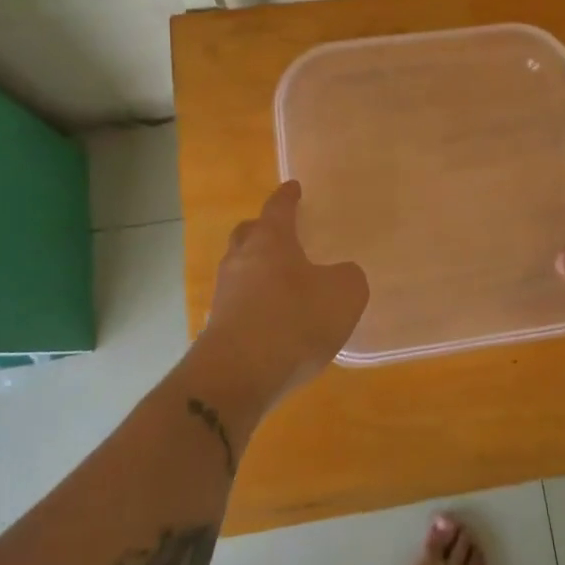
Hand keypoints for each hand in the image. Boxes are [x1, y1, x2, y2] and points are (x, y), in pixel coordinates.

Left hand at [198, 180, 368, 399]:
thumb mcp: (344, 294)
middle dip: (263, 229)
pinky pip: (237, 305)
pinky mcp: (216, 329)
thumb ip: (348, 278)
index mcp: (270, 241)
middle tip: (281, 233)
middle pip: (248, 234)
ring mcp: (224, 295)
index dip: (288, 197)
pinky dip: (253, 305)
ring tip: (281, 283)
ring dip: (256, 270)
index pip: (278, 208)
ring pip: (239, 270)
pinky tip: (271, 321)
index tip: (293, 187)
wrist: (237, 377)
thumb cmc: (294, 321)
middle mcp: (241, 260)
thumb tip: (340, 276)